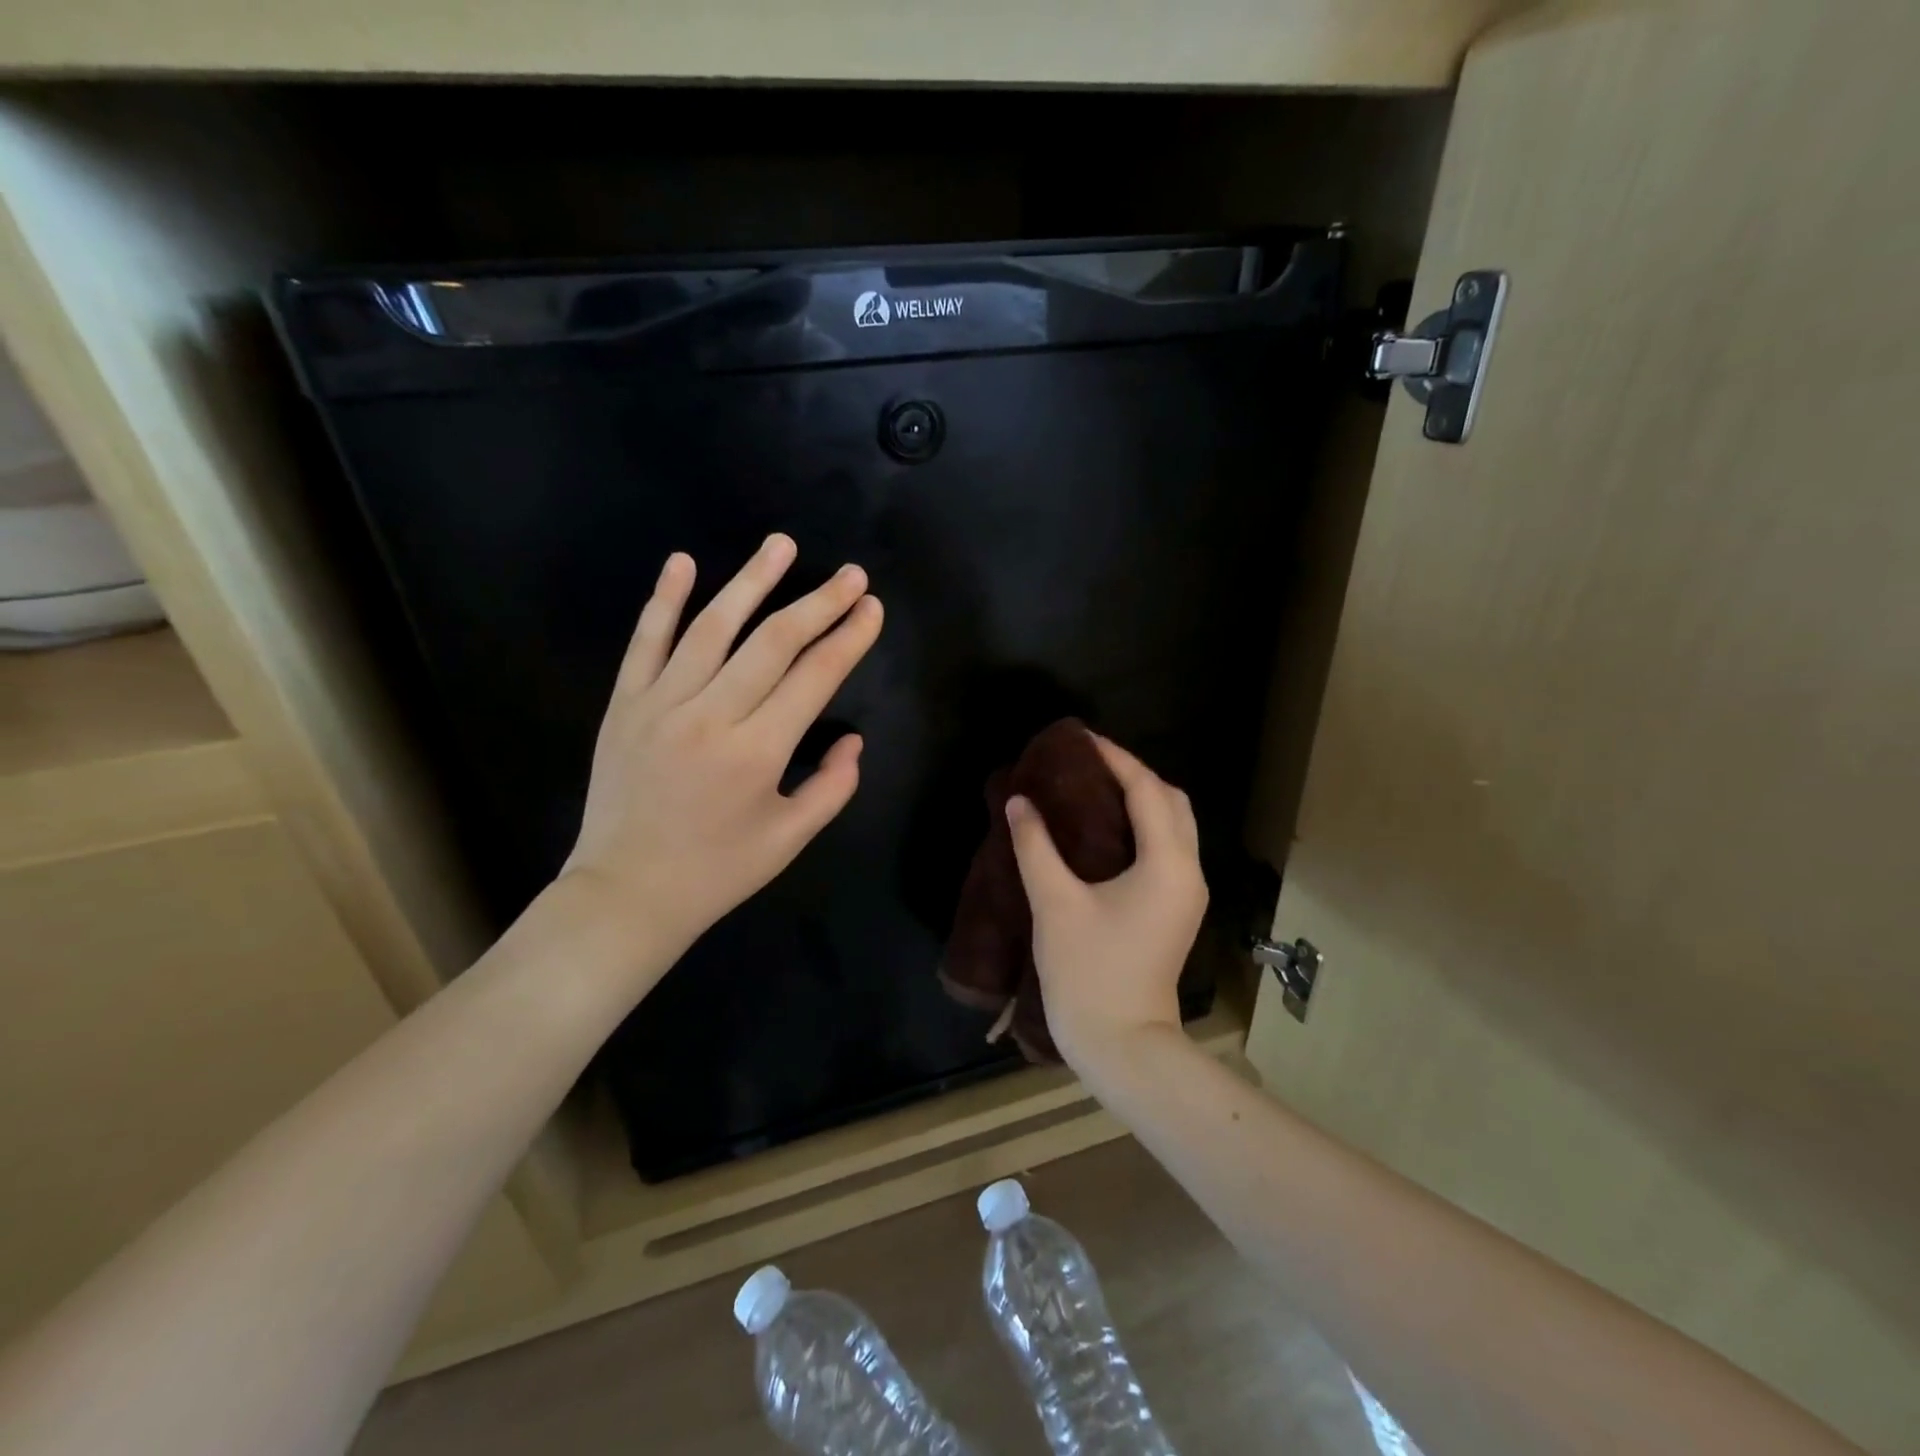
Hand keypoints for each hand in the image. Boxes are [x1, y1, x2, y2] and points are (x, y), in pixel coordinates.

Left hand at [557, 534, 882, 981]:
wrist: (625, 893)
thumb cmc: (716, 872)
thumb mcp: (790, 840)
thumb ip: (832, 787)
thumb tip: (854, 740)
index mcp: (756, 752)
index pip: (815, 678)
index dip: (849, 639)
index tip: (872, 609)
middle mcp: (710, 716)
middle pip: (772, 642)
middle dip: (818, 603)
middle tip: (851, 574)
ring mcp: (659, 704)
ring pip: (711, 627)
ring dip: (751, 581)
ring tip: (782, 544)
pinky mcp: (623, 705)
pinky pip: (644, 642)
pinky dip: (663, 599)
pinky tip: (683, 562)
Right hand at [1004, 735, 1208, 1071]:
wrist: (1122, 1043)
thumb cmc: (1088, 972)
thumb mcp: (1055, 904)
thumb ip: (1035, 846)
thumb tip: (1019, 802)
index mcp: (1167, 864)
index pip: (1147, 791)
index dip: (1115, 759)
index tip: (1081, 739)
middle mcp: (1188, 871)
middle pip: (1172, 801)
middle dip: (1135, 774)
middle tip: (1088, 763)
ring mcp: (1187, 893)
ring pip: (1175, 825)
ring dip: (1142, 798)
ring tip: (1094, 787)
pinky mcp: (1177, 909)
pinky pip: (1168, 848)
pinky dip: (1144, 825)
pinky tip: (1106, 828)